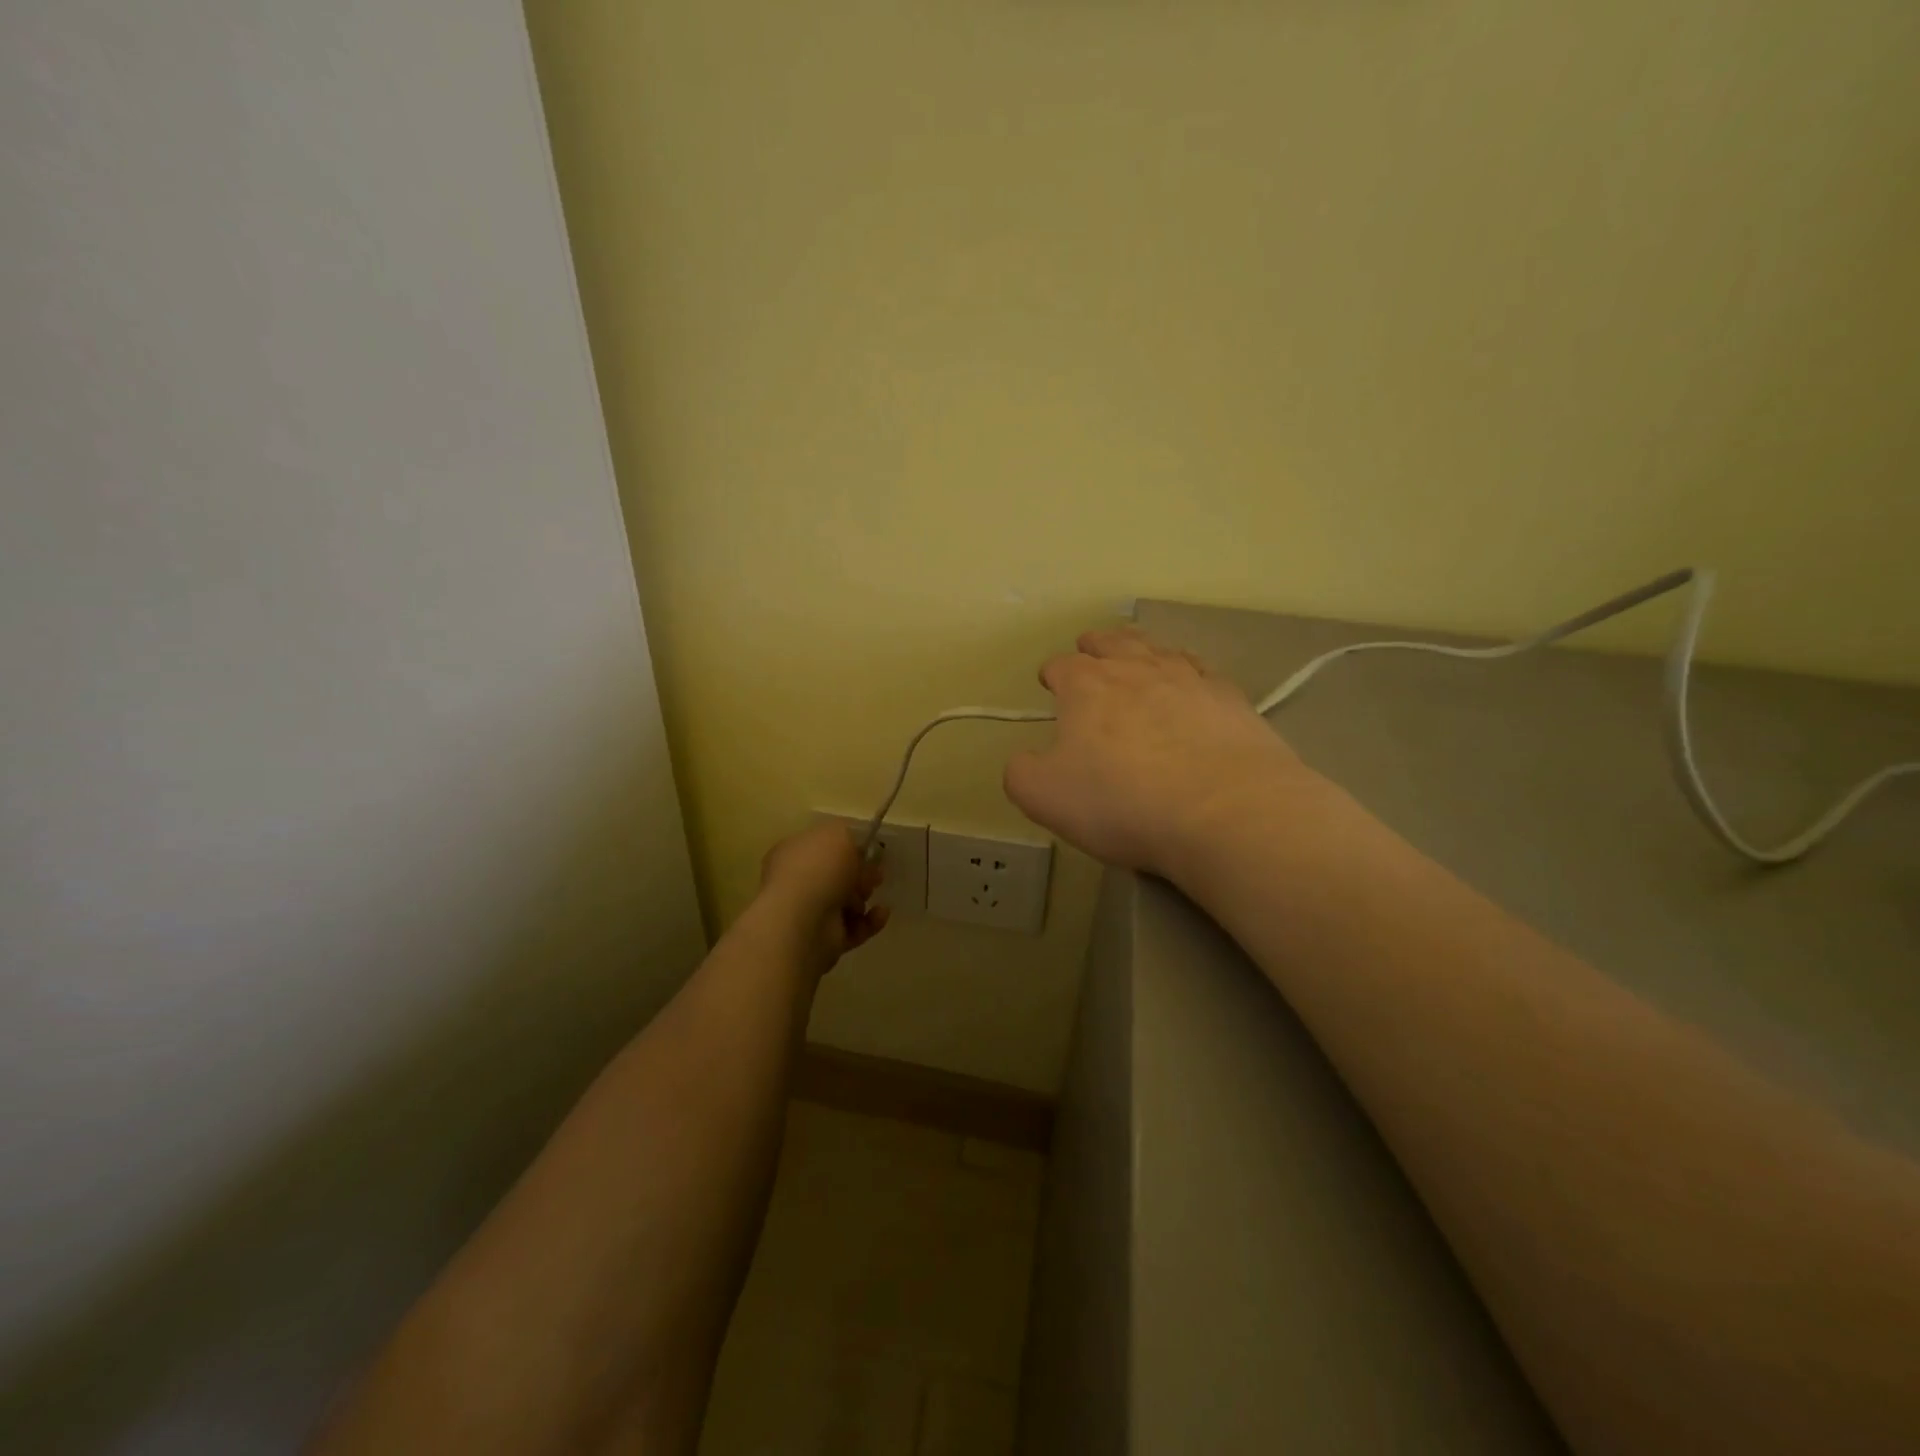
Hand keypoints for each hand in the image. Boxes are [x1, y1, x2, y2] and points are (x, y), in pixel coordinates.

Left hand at [757, 822, 889, 970]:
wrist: (804, 921)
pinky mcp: (826, 940)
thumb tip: (859, 850)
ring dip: (863, 896)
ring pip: (846, 902)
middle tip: (876, 872)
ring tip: (868, 893)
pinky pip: (855, 927)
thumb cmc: (818, 869)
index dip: (848, 846)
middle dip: (860, 873)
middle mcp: (798, 882)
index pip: (822, 846)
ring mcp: (810, 913)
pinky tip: (881, 913)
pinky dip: (870, 921)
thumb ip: (851, 834)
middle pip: (836, 875)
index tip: (871, 848)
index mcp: (794, 853)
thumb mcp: (838, 833)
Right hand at [1004, 627, 1316, 877]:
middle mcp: (1136, 669)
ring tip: (1136, 654)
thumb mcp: (1044, 797)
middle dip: (1094, 646)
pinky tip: (1191, 681)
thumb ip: (1021, 772)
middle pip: (1110, 643)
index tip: (1049, 684)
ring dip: (1140, 649)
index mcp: (1086, 687)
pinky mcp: (1230, 698)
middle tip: (1089, 651)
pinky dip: (1188, 670)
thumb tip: (1026, 759)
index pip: (1061, 666)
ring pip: (1157, 648)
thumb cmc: (1122, 802)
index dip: (1052, 674)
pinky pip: (1202, 670)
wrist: (1225, 811)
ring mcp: (1188, 678)